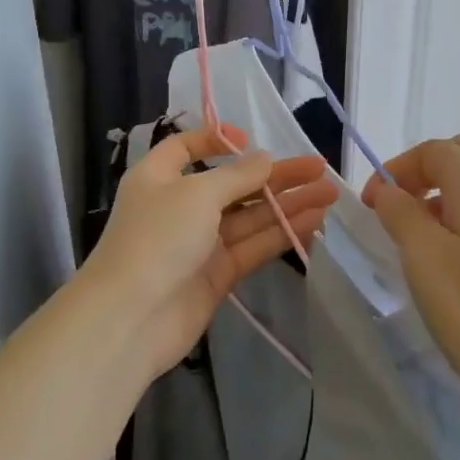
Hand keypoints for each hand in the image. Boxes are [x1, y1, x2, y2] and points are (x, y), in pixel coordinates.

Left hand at [86, 126, 337, 376]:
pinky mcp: (217, 274)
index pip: (186, 148)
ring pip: (249, 216)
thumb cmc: (157, 238)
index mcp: (159, 176)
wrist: (130, 318)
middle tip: (319, 167)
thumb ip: (237, 176)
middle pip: (232, 183)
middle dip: (274, 176)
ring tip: (329, 192)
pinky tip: (314, 222)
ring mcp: (199, 242)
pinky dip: (281, 233)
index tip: (250, 140)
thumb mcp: (197, 194)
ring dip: (287, 204)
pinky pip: (253, 246)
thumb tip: (265, 159)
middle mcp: (179, 205)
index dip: (216, 140)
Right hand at [363, 135, 459, 442]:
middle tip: (394, 215)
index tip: (371, 208)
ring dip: (439, 201)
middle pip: (459, 159)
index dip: (396, 169)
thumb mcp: (425, 259)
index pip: (433, 150)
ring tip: (415, 246)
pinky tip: (449, 269)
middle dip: (420, 176)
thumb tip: (390, 192)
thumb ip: (401, 214)